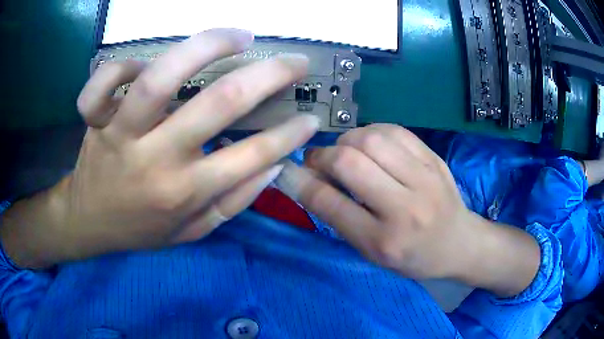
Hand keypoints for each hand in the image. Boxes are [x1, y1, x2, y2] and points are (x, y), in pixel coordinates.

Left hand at [1, 29, 318, 267]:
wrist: (89, 223)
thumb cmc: (140, 229)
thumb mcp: (191, 232)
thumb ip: (232, 203)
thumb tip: (272, 166)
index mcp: (185, 193)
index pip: (252, 156)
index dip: (289, 134)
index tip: (308, 117)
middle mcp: (157, 160)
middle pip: (219, 103)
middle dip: (269, 76)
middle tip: (294, 62)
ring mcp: (122, 135)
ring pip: (161, 78)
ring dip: (207, 46)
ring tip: (238, 36)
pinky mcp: (96, 121)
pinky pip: (103, 84)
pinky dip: (123, 65)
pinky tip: (141, 64)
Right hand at [279, 124, 539, 295]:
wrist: (459, 243)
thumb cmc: (413, 257)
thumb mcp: (373, 252)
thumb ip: (340, 218)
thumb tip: (306, 182)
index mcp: (385, 241)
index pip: (332, 205)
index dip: (301, 183)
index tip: (286, 170)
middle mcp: (406, 208)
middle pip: (351, 163)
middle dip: (322, 157)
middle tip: (317, 161)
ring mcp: (425, 177)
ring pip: (371, 139)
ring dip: (347, 141)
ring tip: (345, 153)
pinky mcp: (433, 158)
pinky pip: (394, 130)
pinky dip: (372, 133)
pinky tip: (369, 145)